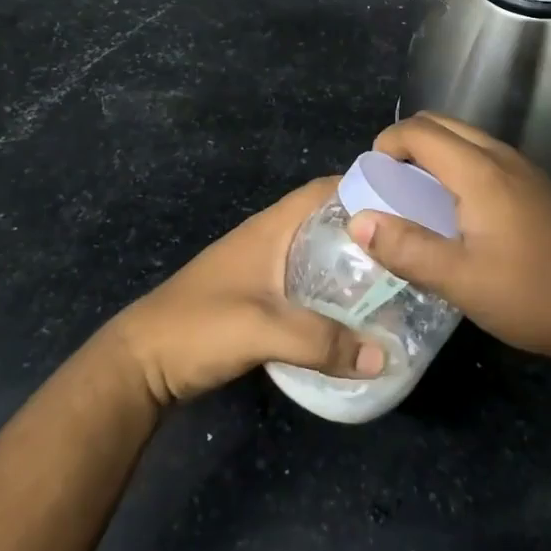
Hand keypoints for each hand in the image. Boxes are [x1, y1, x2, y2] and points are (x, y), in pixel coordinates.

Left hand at [108, 177, 386, 406]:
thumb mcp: (263, 330)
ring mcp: (258, 268)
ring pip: (314, 253)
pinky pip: (303, 282)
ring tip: (391, 281)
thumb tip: (384, 356)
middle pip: (325, 221)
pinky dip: (328, 289)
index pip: (324, 190)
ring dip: (347, 262)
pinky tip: (350, 313)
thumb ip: (323, 342)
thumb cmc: (199, 328)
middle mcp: (267, 240)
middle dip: (365, 230)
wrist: (141, 363)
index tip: (408, 202)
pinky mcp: (253, 297)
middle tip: (409, 249)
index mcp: (270, 229)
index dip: (364, 188)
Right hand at [351, 113, 550, 366]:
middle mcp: (502, 157)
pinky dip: (456, 163)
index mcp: (481, 173)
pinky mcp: (534, 184)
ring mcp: (523, 168)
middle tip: (388, 182)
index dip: (388, 144)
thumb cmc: (526, 295)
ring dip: (432, 152)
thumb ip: (406, 248)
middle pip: (442, 124)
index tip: (370, 176)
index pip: (421, 132)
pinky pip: (483, 154)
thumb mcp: (458, 280)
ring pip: (465, 137)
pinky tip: (453, 205)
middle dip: (407, 143)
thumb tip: (358, 222)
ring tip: (413, 193)